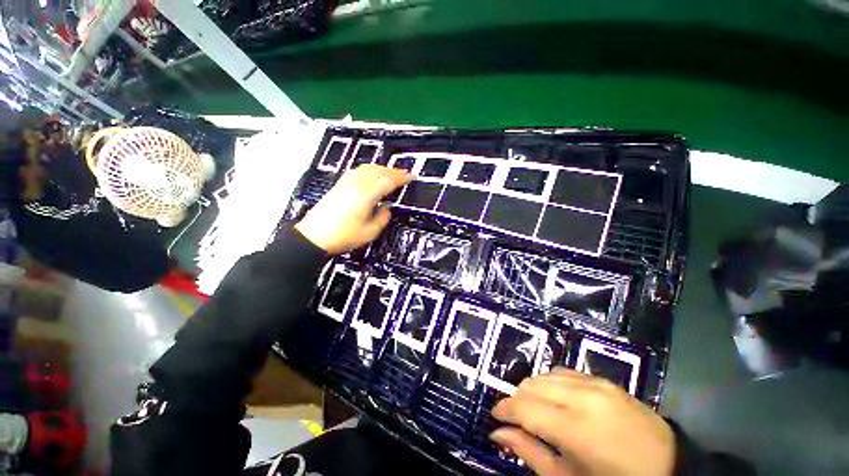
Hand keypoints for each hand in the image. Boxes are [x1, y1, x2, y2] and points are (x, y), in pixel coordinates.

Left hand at [295, 164, 411, 254]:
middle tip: (404, 174)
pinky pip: (357, 171)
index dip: (401, 178)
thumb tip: (387, 208)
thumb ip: (382, 218)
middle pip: (378, 171)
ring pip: (367, 168)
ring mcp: (345, 183)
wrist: (313, 237)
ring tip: (391, 173)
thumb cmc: (342, 236)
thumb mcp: (369, 232)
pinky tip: (371, 174)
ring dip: (382, 168)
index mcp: (366, 195)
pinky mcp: (338, 185)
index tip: (411, 177)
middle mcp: (356, 184)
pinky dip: (369, 170)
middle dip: (394, 171)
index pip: (388, 180)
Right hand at [490, 368, 674, 475]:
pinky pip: (564, 372)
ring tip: (536, 409)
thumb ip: (530, 453)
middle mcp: (581, 397)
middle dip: (517, 400)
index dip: (504, 409)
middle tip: (517, 419)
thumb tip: (498, 433)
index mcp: (574, 428)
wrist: (671, 468)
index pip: (524, 407)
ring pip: (545, 375)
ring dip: (533, 390)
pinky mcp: (604, 380)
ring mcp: (595, 384)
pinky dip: (551, 382)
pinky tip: (557, 399)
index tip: (495, 416)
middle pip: (531, 385)